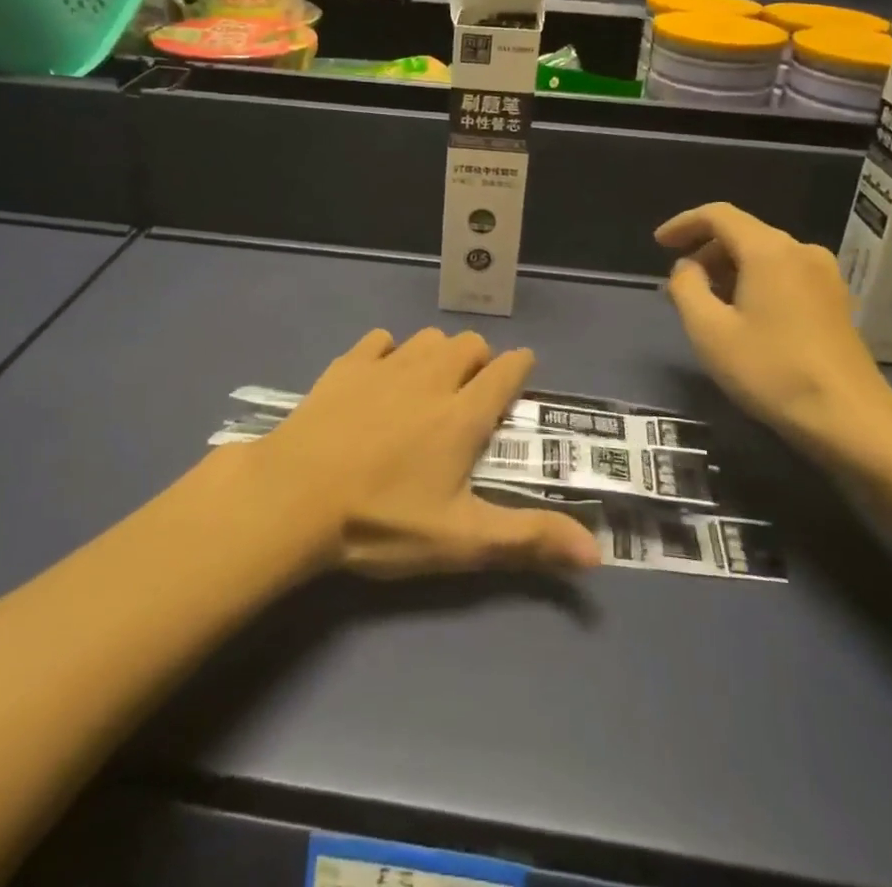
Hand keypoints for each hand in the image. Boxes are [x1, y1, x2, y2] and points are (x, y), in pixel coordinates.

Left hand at [244, 327, 600, 578]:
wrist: (294, 497)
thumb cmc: (382, 520)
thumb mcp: (459, 540)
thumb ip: (528, 539)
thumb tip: (597, 553)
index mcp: (463, 414)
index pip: (507, 370)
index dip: (521, 366)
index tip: (522, 374)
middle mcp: (431, 377)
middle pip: (469, 343)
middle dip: (479, 361)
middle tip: (470, 396)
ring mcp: (386, 366)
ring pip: (427, 338)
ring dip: (438, 354)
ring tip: (429, 386)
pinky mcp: (347, 365)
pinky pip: (380, 340)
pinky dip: (389, 352)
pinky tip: (379, 378)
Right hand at [656, 203, 891, 472]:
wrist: (850, 419)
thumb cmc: (771, 370)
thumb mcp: (709, 330)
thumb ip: (686, 287)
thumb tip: (687, 267)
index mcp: (769, 250)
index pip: (718, 215)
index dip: (683, 224)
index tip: (658, 244)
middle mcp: (800, 251)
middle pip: (742, 233)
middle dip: (704, 252)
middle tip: (678, 285)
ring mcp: (824, 275)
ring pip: (764, 255)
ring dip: (728, 270)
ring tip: (705, 304)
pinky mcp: (835, 300)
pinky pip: (784, 274)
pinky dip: (754, 282)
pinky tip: (741, 315)